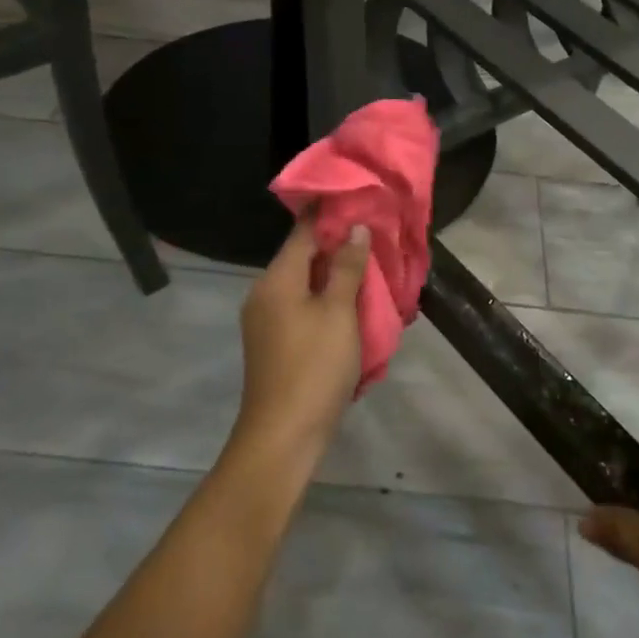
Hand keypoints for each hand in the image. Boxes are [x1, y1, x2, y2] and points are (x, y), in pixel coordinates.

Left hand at [230, 216, 368, 465]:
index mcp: (276, 279)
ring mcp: (266, 320)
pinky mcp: (273, 343)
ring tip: (369, 268)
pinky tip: (350, 304)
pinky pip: (301, 307)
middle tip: (374, 236)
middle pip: (302, 257)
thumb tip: (356, 229)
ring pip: (303, 284)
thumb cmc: (314, 367)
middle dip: (337, 246)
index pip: (303, 231)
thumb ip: (347, 268)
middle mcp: (264, 293)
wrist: (283, 436)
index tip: (360, 201)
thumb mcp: (338, 313)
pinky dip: (325, 299)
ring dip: (333, 275)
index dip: (331, 214)